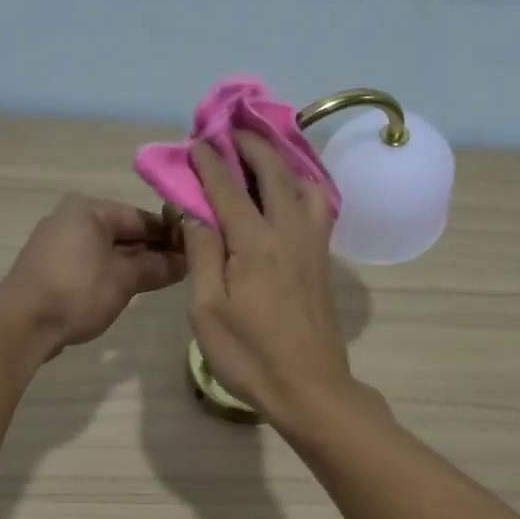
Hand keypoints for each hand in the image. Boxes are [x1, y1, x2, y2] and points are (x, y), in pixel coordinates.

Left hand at [2, 196, 186, 355]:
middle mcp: (71, 217)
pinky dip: (111, 272)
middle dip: (153, 250)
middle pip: (123, 231)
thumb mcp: (125, 279)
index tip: (195, 251)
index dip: (170, 234)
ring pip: (107, 248)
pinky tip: (130, 288)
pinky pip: (91, 262)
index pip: (141, 216)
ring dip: (134, 263)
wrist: (22, 324)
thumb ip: (157, 267)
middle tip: (184, 269)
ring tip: (162, 280)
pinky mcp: (51, 266)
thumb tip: (186, 262)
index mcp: (89, 209)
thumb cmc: (77, 292)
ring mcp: (58, 242)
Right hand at [185, 134, 356, 430]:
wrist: (310, 388)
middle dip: (251, 145)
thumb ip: (202, 255)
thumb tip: (196, 214)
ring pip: (305, 184)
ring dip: (283, 161)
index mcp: (255, 244)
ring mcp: (313, 245)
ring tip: (264, 156)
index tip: (197, 142)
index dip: (210, 162)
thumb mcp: (207, 311)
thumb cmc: (249, 355)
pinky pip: (318, 206)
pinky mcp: (323, 261)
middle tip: (232, 130)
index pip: (228, 188)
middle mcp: (289, 232)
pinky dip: (303, 185)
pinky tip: (291, 193)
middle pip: (274, 173)